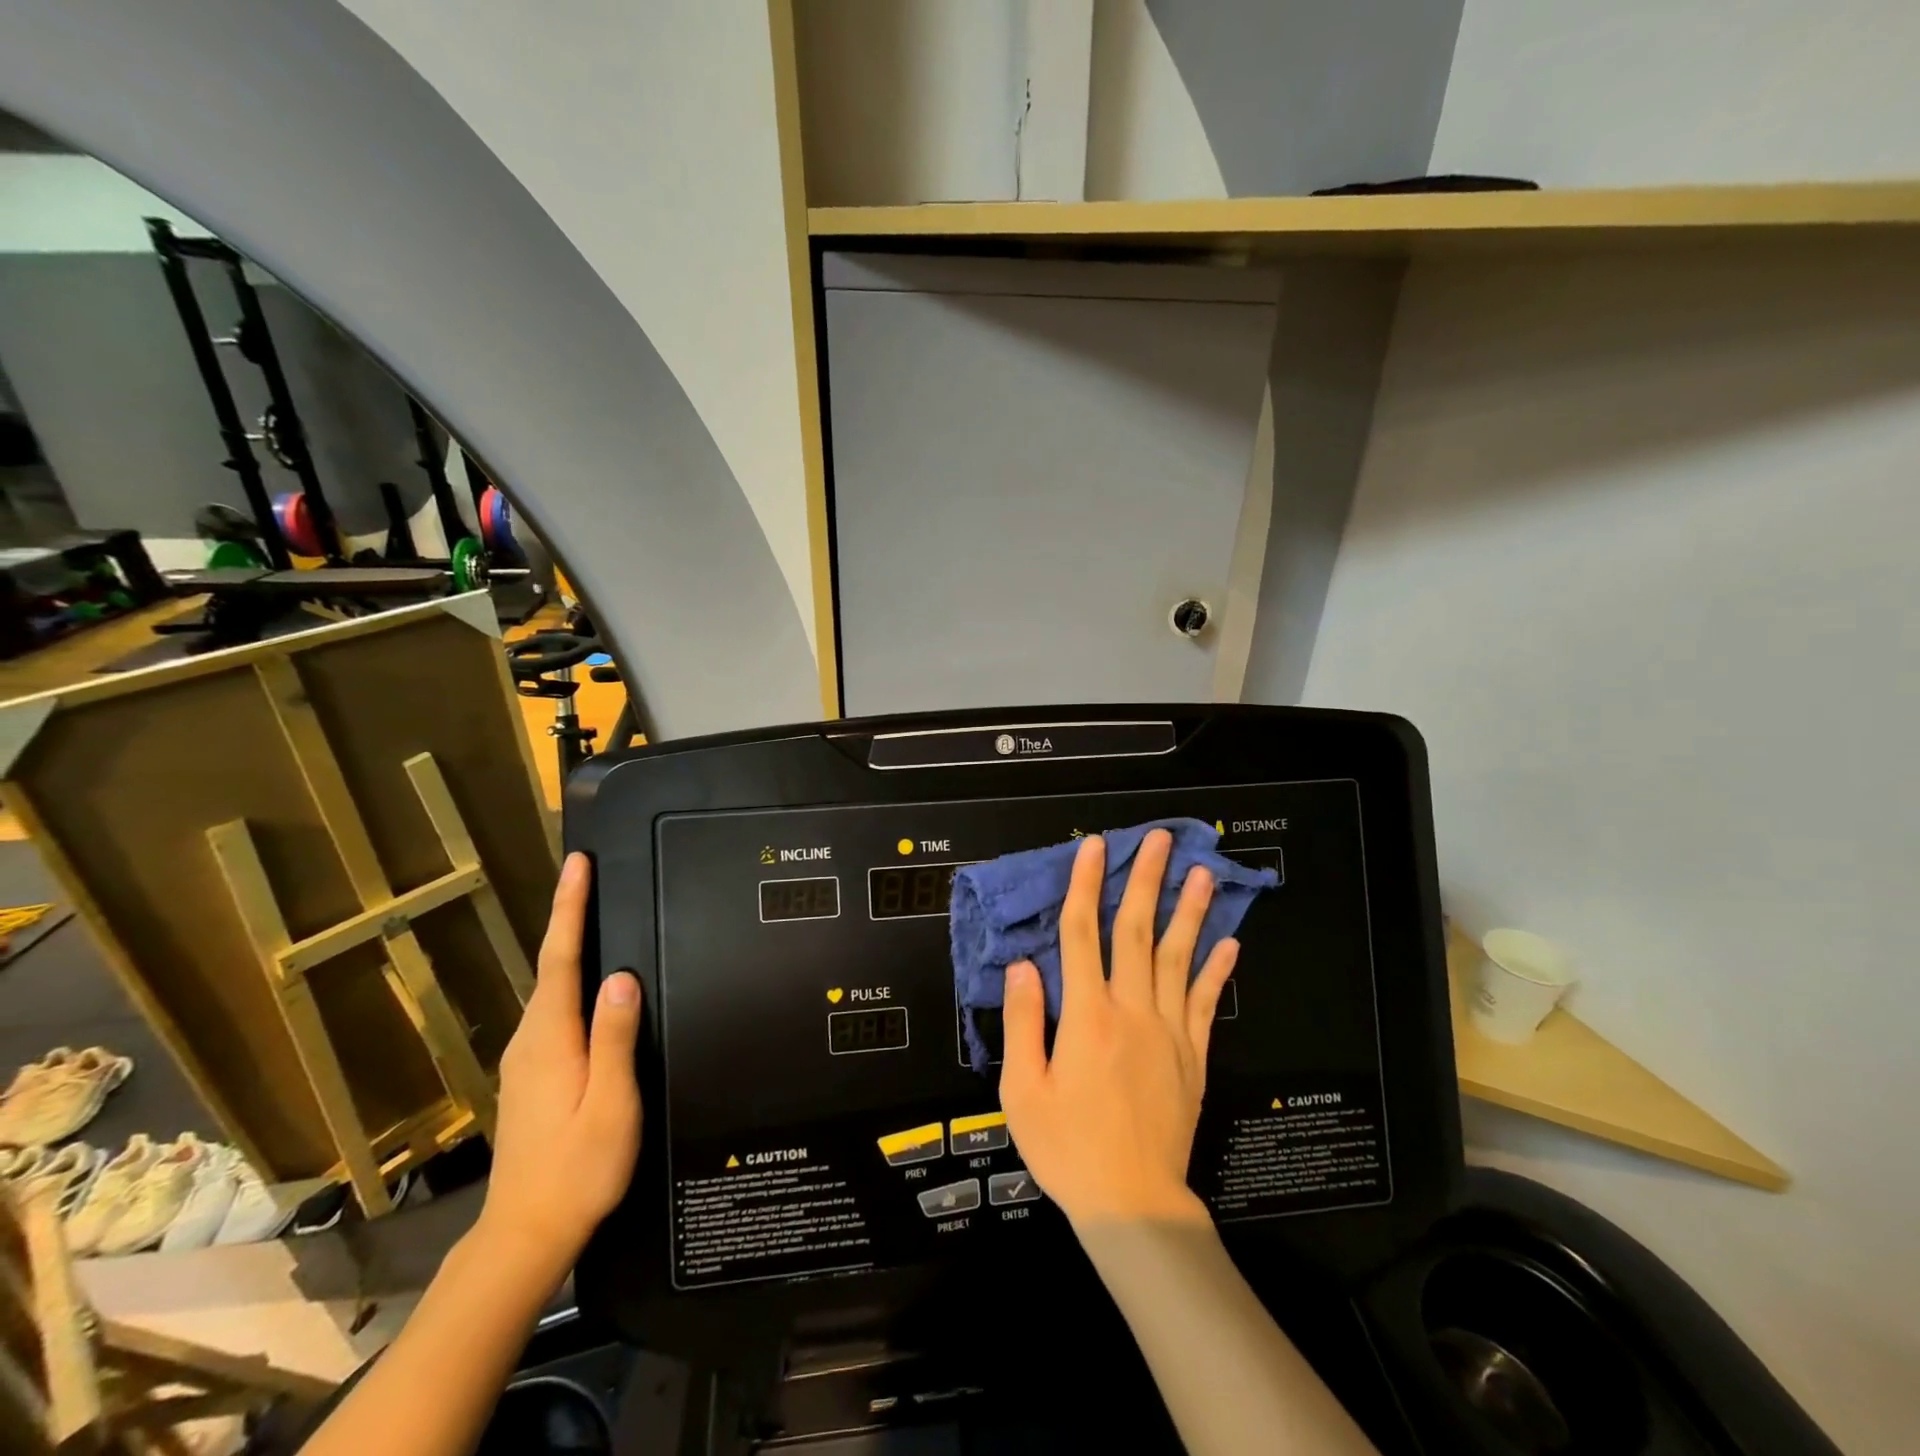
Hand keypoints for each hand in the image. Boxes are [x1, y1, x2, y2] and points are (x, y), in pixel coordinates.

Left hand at [476, 852, 641, 1279]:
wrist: (525, 1234)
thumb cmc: (578, 1169)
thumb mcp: (609, 1103)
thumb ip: (615, 1038)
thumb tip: (622, 976)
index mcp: (551, 1038)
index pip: (561, 958)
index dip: (569, 908)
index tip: (577, 865)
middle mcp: (530, 1039)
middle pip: (553, 966)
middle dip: (569, 917)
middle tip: (591, 877)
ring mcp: (525, 1059)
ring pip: (551, 989)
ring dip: (570, 947)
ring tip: (594, 916)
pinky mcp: (530, 1075)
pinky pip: (553, 1011)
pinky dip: (569, 981)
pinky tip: (589, 985)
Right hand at [999, 831, 1236, 1226]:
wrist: (1131, 1203)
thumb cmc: (1066, 1147)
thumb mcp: (1021, 1091)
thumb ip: (1022, 1021)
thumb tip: (1023, 964)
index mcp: (1086, 1016)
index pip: (1082, 933)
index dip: (1086, 885)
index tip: (1094, 846)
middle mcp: (1131, 1011)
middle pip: (1137, 932)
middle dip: (1146, 881)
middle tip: (1160, 839)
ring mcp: (1169, 1031)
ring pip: (1180, 958)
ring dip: (1190, 912)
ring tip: (1202, 872)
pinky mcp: (1193, 1056)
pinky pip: (1207, 1003)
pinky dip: (1218, 970)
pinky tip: (1229, 942)